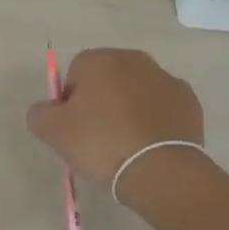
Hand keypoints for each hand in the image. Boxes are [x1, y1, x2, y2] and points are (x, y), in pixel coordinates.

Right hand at [25, 48, 204, 185]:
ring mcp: (166, 78)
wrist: (160, 169)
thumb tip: (49, 108)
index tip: (75, 129)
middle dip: (102, 101)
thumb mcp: (52, 132)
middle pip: (108, 78)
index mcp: (100, 60)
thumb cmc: (102, 143)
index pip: (75, 73)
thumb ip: (39, 112)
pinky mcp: (188, 100)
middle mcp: (134, 59)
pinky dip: (155, 120)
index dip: (71, 101)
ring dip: (129, 108)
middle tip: (98, 137)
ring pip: (137, 91)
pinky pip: (162, 106)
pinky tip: (150, 144)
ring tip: (126, 144)